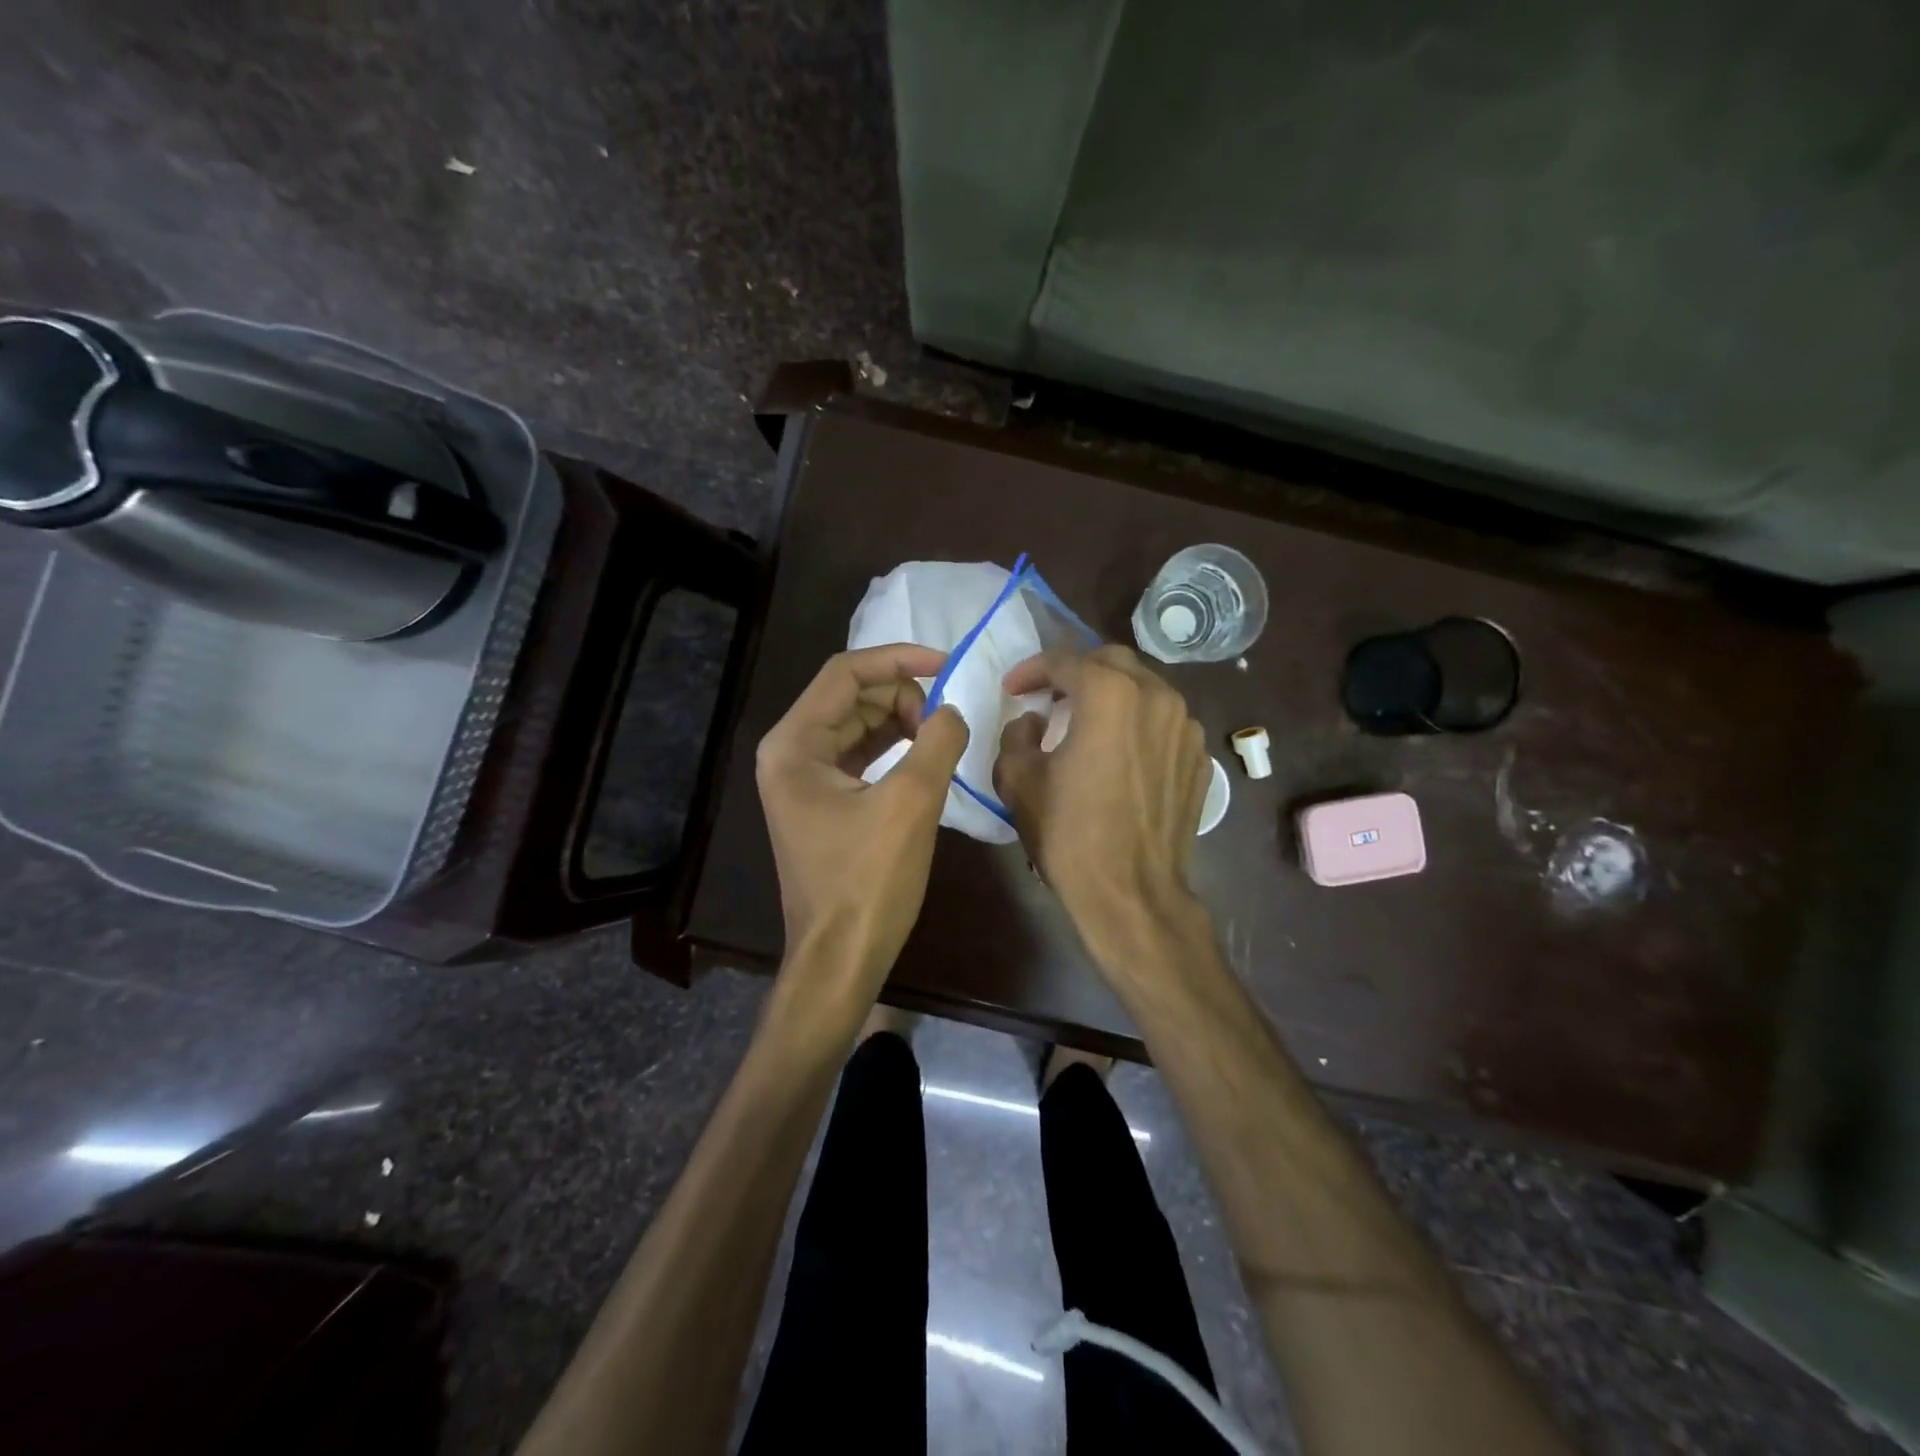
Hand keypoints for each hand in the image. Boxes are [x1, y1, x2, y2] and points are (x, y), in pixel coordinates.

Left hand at [756, 645, 968, 988]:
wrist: (840, 959)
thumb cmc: (868, 882)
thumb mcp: (911, 803)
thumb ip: (937, 741)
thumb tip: (952, 711)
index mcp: (793, 744)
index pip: (845, 674)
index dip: (898, 659)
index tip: (946, 665)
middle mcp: (789, 753)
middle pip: (851, 698)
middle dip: (902, 697)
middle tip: (947, 719)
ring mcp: (803, 780)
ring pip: (857, 727)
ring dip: (901, 722)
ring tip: (941, 737)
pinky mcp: (822, 803)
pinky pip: (860, 757)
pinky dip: (893, 749)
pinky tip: (925, 757)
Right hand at [994, 646, 1209, 959]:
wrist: (1132, 892)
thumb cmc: (1069, 834)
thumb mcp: (1019, 780)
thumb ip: (1018, 734)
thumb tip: (1035, 721)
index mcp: (1109, 694)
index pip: (1065, 660)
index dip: (1031, 669)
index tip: (1013, 689)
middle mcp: (1157, 697)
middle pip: (1112, 662)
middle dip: (1076, 671)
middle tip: (1051, 696)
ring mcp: (1187, 728)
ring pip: (1145, 689)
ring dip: (1112, 695)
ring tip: (1087, 721)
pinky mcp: (1200, 759)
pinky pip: (1165, 723)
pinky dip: (1139, 725)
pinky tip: (1120, 753)